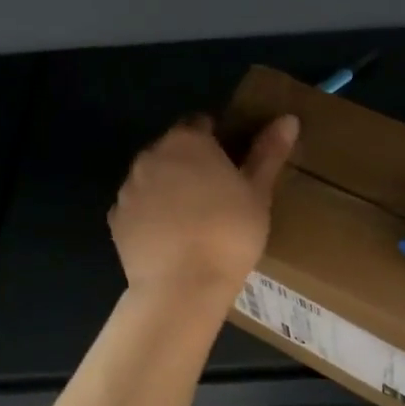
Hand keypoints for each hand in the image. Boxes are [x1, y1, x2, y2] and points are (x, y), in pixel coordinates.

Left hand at [110, 114, 298, 300]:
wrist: (182, 287)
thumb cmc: (229, 233)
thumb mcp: (258, 193)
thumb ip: (269, 152)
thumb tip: (288, 119)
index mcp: (187, 141)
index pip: (200, 124)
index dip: (217, 140)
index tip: (233, 165)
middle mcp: (151, 156)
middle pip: (173, 150)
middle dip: (191, 164)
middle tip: (218, 194)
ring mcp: (129, 188)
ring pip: (153, 178)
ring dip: (169, 187)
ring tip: (194, 219)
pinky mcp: (116, 220)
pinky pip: (138, 207)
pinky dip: (151, 215)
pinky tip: (171, 238)